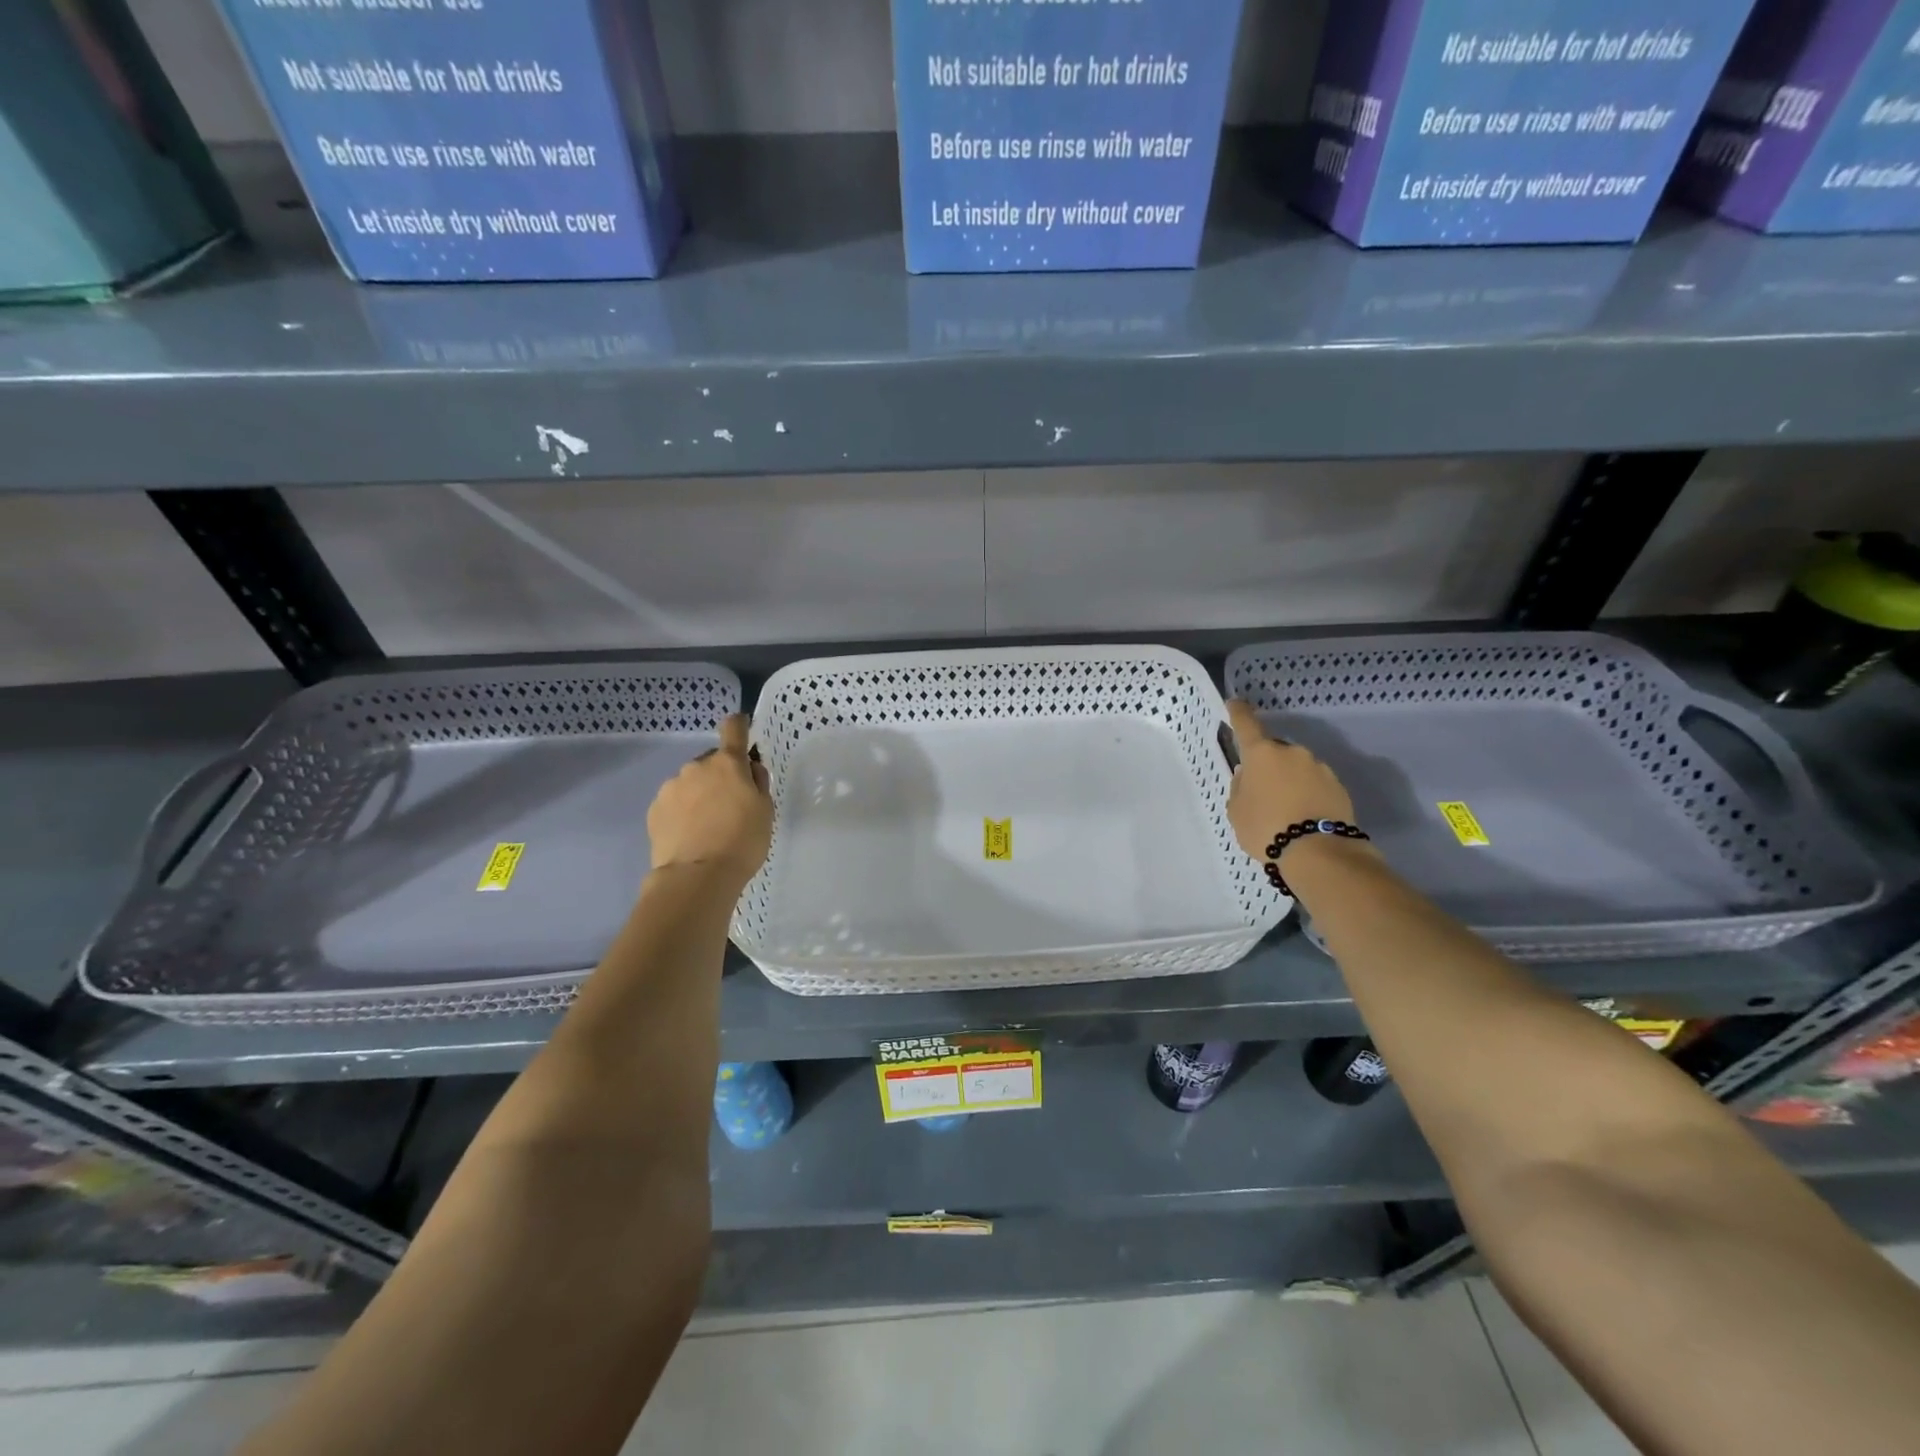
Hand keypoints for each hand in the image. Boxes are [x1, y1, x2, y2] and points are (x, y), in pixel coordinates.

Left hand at [647, 714, 773, 887]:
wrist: (697, 876)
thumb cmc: (742, 841)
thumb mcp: (766, 811)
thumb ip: (758, 783)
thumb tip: (750, 769)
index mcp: (728, 764)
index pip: (733, 729)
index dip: (739, 726)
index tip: (742, 730)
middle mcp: (696, 767)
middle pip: (711, 763)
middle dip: (720, 777)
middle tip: (730, 806)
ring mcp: (671, 788)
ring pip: (690, 784)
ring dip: (699, 795)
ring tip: (707, 827)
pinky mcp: (654, 810)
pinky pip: (674, 803)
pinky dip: (682, 813)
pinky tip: (690, 836)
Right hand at [1224, 700, 1357, 861]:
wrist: (1319, 853)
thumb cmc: (1266, 828)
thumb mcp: (1237, 811)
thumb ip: (1240, 787)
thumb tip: (1248, 776)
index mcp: (1262, 753)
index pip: (1246, 724)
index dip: (1238, 712)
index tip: (1234, 704)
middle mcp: (1292, 752)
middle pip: (1273, 750)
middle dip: (1266, 763)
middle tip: (1259, 789)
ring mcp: (1319, 767)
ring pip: (1296, 767)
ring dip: (1288, 779)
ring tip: (1283, 808)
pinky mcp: (1338, 786)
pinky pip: (1314, 783)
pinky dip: (1306, 793)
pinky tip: (1301, 814)